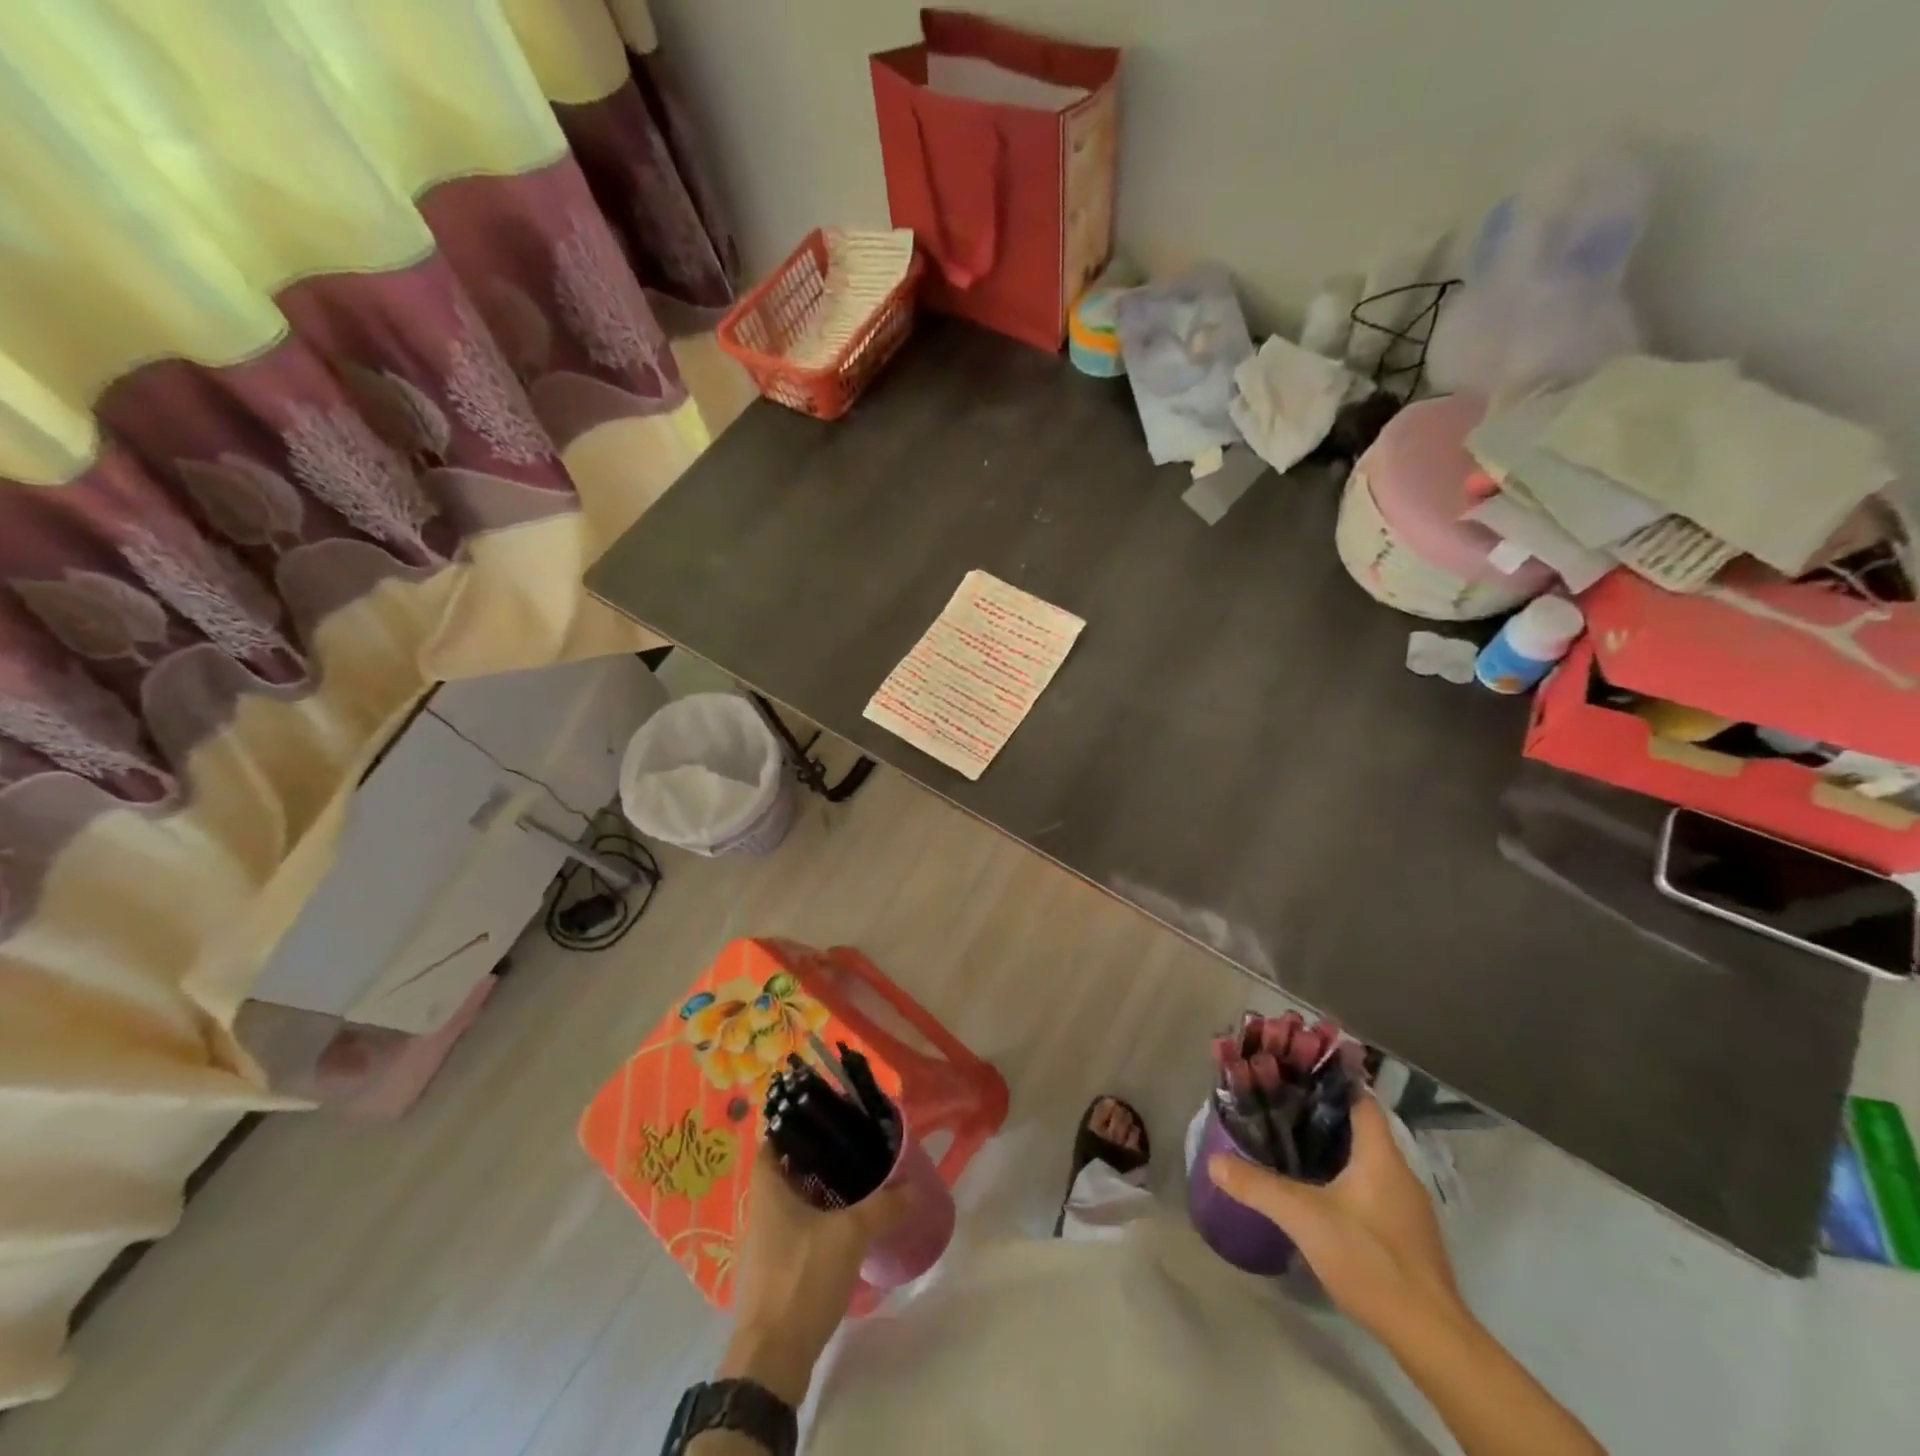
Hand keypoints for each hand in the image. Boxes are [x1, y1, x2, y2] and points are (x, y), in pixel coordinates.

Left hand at [720, 1146, 908, 1403]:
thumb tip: (914, 1186)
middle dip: (816, 1157)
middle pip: (786, 1170)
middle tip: (851, 1146)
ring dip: (818, 1191)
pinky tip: (844, 1227)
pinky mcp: (772, 1273)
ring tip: (855, 1181)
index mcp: (767, 1190)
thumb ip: (883, 1207)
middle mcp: (759, 1211)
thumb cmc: (801, 1279)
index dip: (796, 1123)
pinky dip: (816, 1221)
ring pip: (791, 1202)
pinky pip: (795, 1231)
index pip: (774, 1140)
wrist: (771, 1361)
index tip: (827, 1115)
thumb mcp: (850, 1235)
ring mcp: (763, 1245)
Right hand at [1208, 1097, 1459, 1338]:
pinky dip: (1345, 1179)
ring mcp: (1407, 1206)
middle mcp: (1399, 1172)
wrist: (1429, 1336)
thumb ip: (1258, 1186)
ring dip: (1332, 1149)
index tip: (1293, 1074)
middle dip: (1321, 1115)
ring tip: (1290, 1144)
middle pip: (1360, 1127)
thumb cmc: (1371, 1259)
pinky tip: (1318, 1192)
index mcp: (1381, 1155)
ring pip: (1365, 1159)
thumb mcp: (1304, 1218)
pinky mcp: (1406, 1234)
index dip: (1328, 1082)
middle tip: (1279, 1107)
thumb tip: (1214, 1161)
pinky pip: (1371, 1188)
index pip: (1359, 1099)